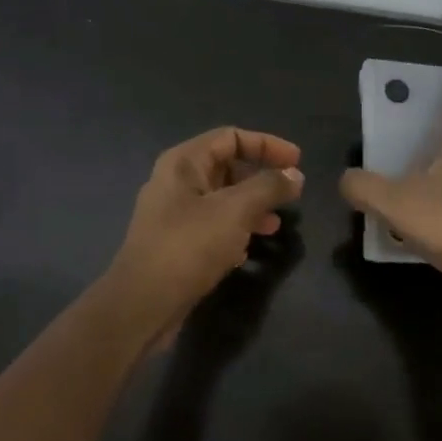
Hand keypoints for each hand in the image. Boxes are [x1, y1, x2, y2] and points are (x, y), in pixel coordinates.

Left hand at [107, 127, 304, 329]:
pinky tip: (248, 251)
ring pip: (222, 200)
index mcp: (184, 163)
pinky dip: (235, 232)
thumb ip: (269, 187)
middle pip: (227, 167)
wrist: (144, 303)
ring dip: (252, 208)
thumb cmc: (189, 246)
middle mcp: (176, 183)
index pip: (231, 137)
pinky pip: (213, 227)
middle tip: (289, 195)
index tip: (297, 161)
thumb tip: (295, 175)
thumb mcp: (236, 210)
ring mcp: (174, 215)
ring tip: (275, 226)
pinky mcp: (177, 245)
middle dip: (261, 178)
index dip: (267, 144)